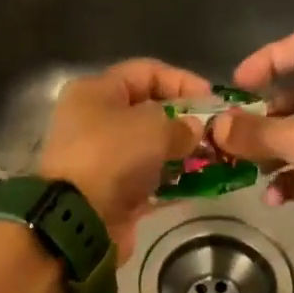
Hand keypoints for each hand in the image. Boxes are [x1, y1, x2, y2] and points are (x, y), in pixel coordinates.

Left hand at [40, 59, 205, 262]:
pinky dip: (171, 184)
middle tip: (215, 134)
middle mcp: (94, 122)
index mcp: (95, 92)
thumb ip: (180, 125)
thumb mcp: (153, 128)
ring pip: (149, 150)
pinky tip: (198, 186)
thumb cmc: (111, 157)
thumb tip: (193, 131)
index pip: (146, 72)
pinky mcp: (111, 195)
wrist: (78, 219)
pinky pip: (148, 183)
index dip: (182, 81)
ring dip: (180, 155)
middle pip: (147, 112)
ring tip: (212, 160)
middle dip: (183, 121)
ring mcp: (101, 161)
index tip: (213, 99)